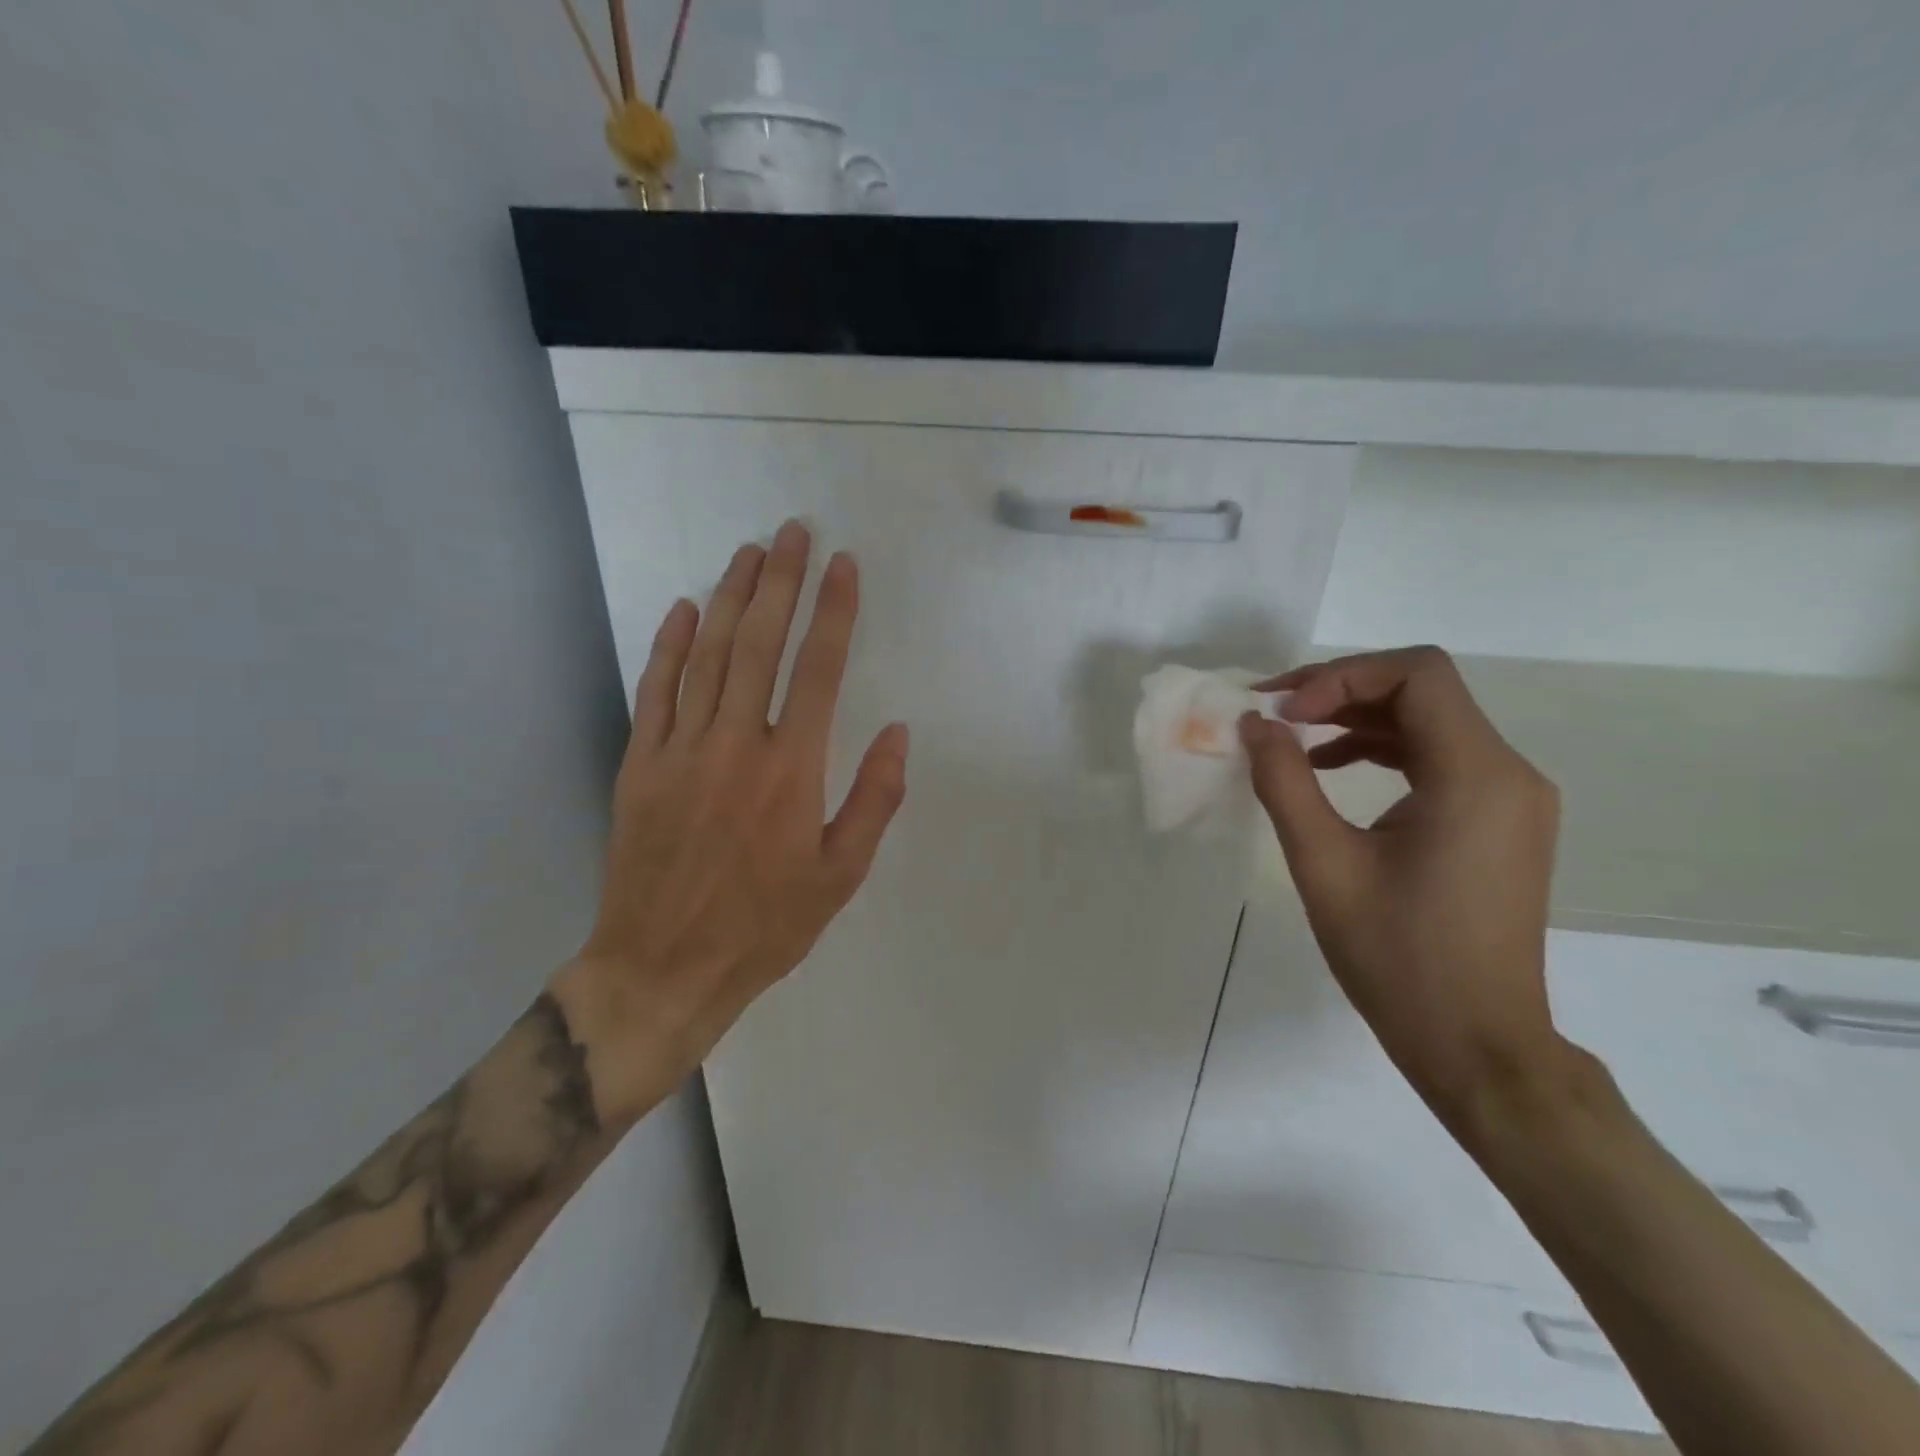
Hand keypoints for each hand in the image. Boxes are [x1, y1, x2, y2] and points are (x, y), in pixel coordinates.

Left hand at [552, 521, 908, 1124]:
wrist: (664, 967)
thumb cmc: (766, 925)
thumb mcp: (841, 876)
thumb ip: (874, 799)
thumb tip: (897, 733)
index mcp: (792, 770)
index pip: (820, 670)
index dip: (835, 612)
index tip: (844, 567)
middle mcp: (736, 744)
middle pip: (760, 644)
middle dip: (781, 582)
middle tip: (793, 532)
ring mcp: (680, 749)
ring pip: (707, 655)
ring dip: (730, 598)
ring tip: (749, 552)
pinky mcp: (640, 763)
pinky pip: (655, 690)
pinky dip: (668, 645)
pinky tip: (682, 609)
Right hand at [1238, 646, 1566, 1129]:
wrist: (1476, 1043)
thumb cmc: (1397, 956)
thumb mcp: (1324, 863)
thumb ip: (1284, 782)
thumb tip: (1255, 724)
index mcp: (1476, 776)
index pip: (1416, 675)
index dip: (1340, 675)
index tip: (1283, 711)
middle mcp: (1508, 773)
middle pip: (1422, 691)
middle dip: (1342, 690)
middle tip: (1274, 713)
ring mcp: (1511, 799)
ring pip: (1430, 722)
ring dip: (1357, 719)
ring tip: (1292, 738)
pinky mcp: (1500, 822)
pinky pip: (1439, 759)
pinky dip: (1382, 751)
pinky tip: (1330, 769)